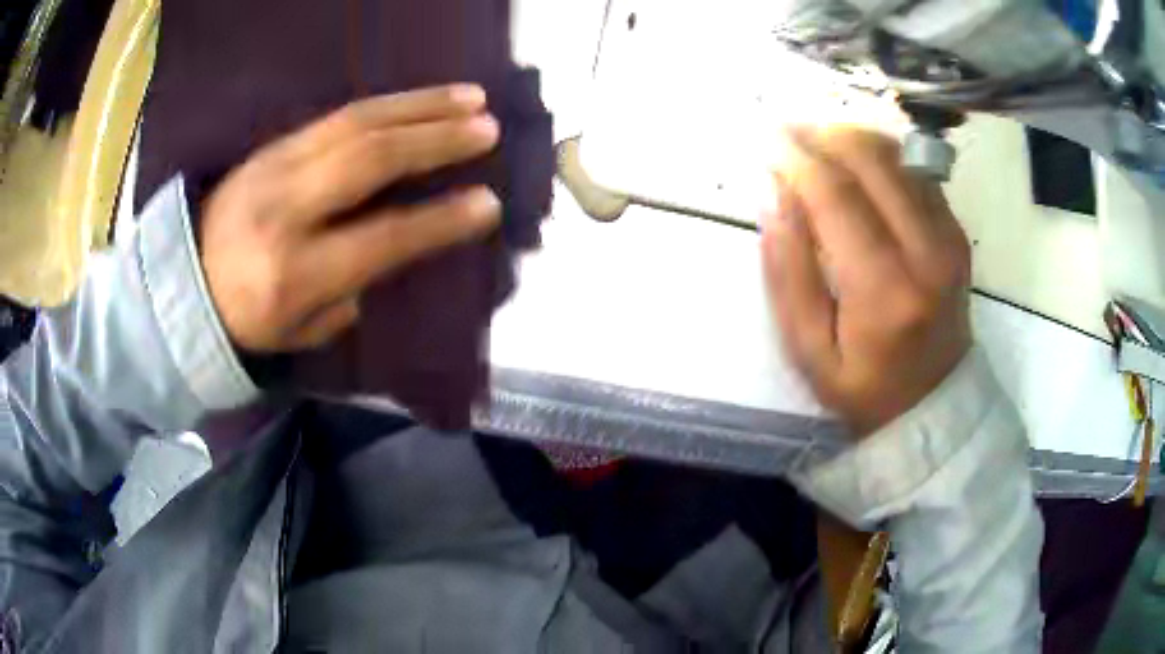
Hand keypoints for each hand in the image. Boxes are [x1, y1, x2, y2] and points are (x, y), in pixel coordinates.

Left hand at [200, 85, 501, 351]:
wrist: (181, 280)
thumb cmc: (245, 319)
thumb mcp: (299, 333)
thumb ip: (349, 294)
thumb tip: (389, 248)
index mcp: (294, 273)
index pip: (381, 238)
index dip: (439, 221)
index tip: (488, 204)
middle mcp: (285, 210)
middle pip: (369, 160)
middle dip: (436, 140)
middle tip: (488, 129)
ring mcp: (275, 167)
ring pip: (356, 123)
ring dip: (420, 105)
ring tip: (471, 98)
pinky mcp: (272, 144)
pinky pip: (336, 115)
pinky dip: (387, 103)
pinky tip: (420, 99)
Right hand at [762, 128, 971, 434]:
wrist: (936, 405)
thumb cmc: (865, 389)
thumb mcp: (809, 350)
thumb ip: (789, 271)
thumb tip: (772, 194)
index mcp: (884, 290)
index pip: (836, 196)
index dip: (796, 159)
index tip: (764, 138)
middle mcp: (926, 251)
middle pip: (871, 159)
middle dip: (822, 134)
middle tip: (787, 132)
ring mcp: (948, 237)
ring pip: (896, 156)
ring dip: (850, 138)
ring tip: (815, 142)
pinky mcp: (957, 232)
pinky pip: (915, 172)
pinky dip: (880, 156)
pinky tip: (855, 165)